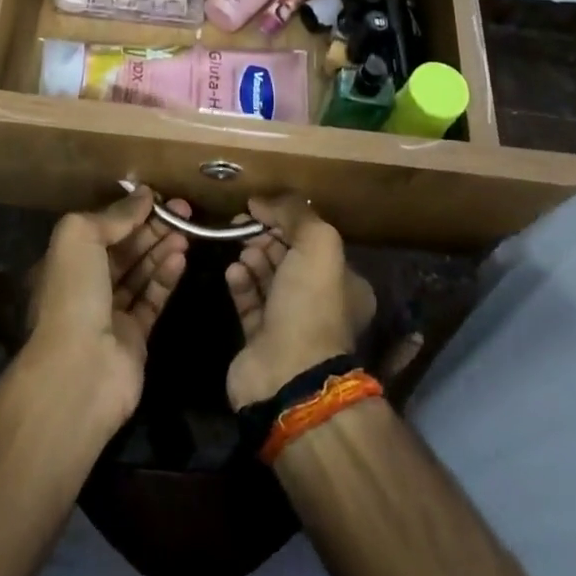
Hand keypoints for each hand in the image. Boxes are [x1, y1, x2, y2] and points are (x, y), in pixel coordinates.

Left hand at [25, 188, 188, 430]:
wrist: (80, 370)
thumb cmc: (73, 294)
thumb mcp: (80, 238)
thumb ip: (113, 215)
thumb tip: (143, 195)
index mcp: (66, 262)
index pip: (102, 229)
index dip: (129, 212)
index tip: (158, 197)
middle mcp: (86, 285)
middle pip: (125, 249)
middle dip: (152, 228)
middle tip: (184, 210)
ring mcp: (110, 313)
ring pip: (141, 273)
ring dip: (162, 249)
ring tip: (187, 231)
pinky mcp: (134, 336)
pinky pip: (153, 299)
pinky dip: (166, 277)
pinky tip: (181, 257)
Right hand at [225, 195, 375, 409]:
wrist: (288, 374)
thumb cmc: (311, 304)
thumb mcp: (317, 244)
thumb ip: (294, 213)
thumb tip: (262, 201)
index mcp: (343, 283)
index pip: (312, 242)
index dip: (287, 222)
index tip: (260, 210)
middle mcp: (319, 303)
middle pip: (288, 258)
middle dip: (266, 239)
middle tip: (243, 228)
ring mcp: (289, 323)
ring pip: (267, 278)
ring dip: (252, 258)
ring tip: (240, 251)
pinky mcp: (260, 339)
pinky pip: (248, 302)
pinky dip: (240, 283)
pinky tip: (232, 272)